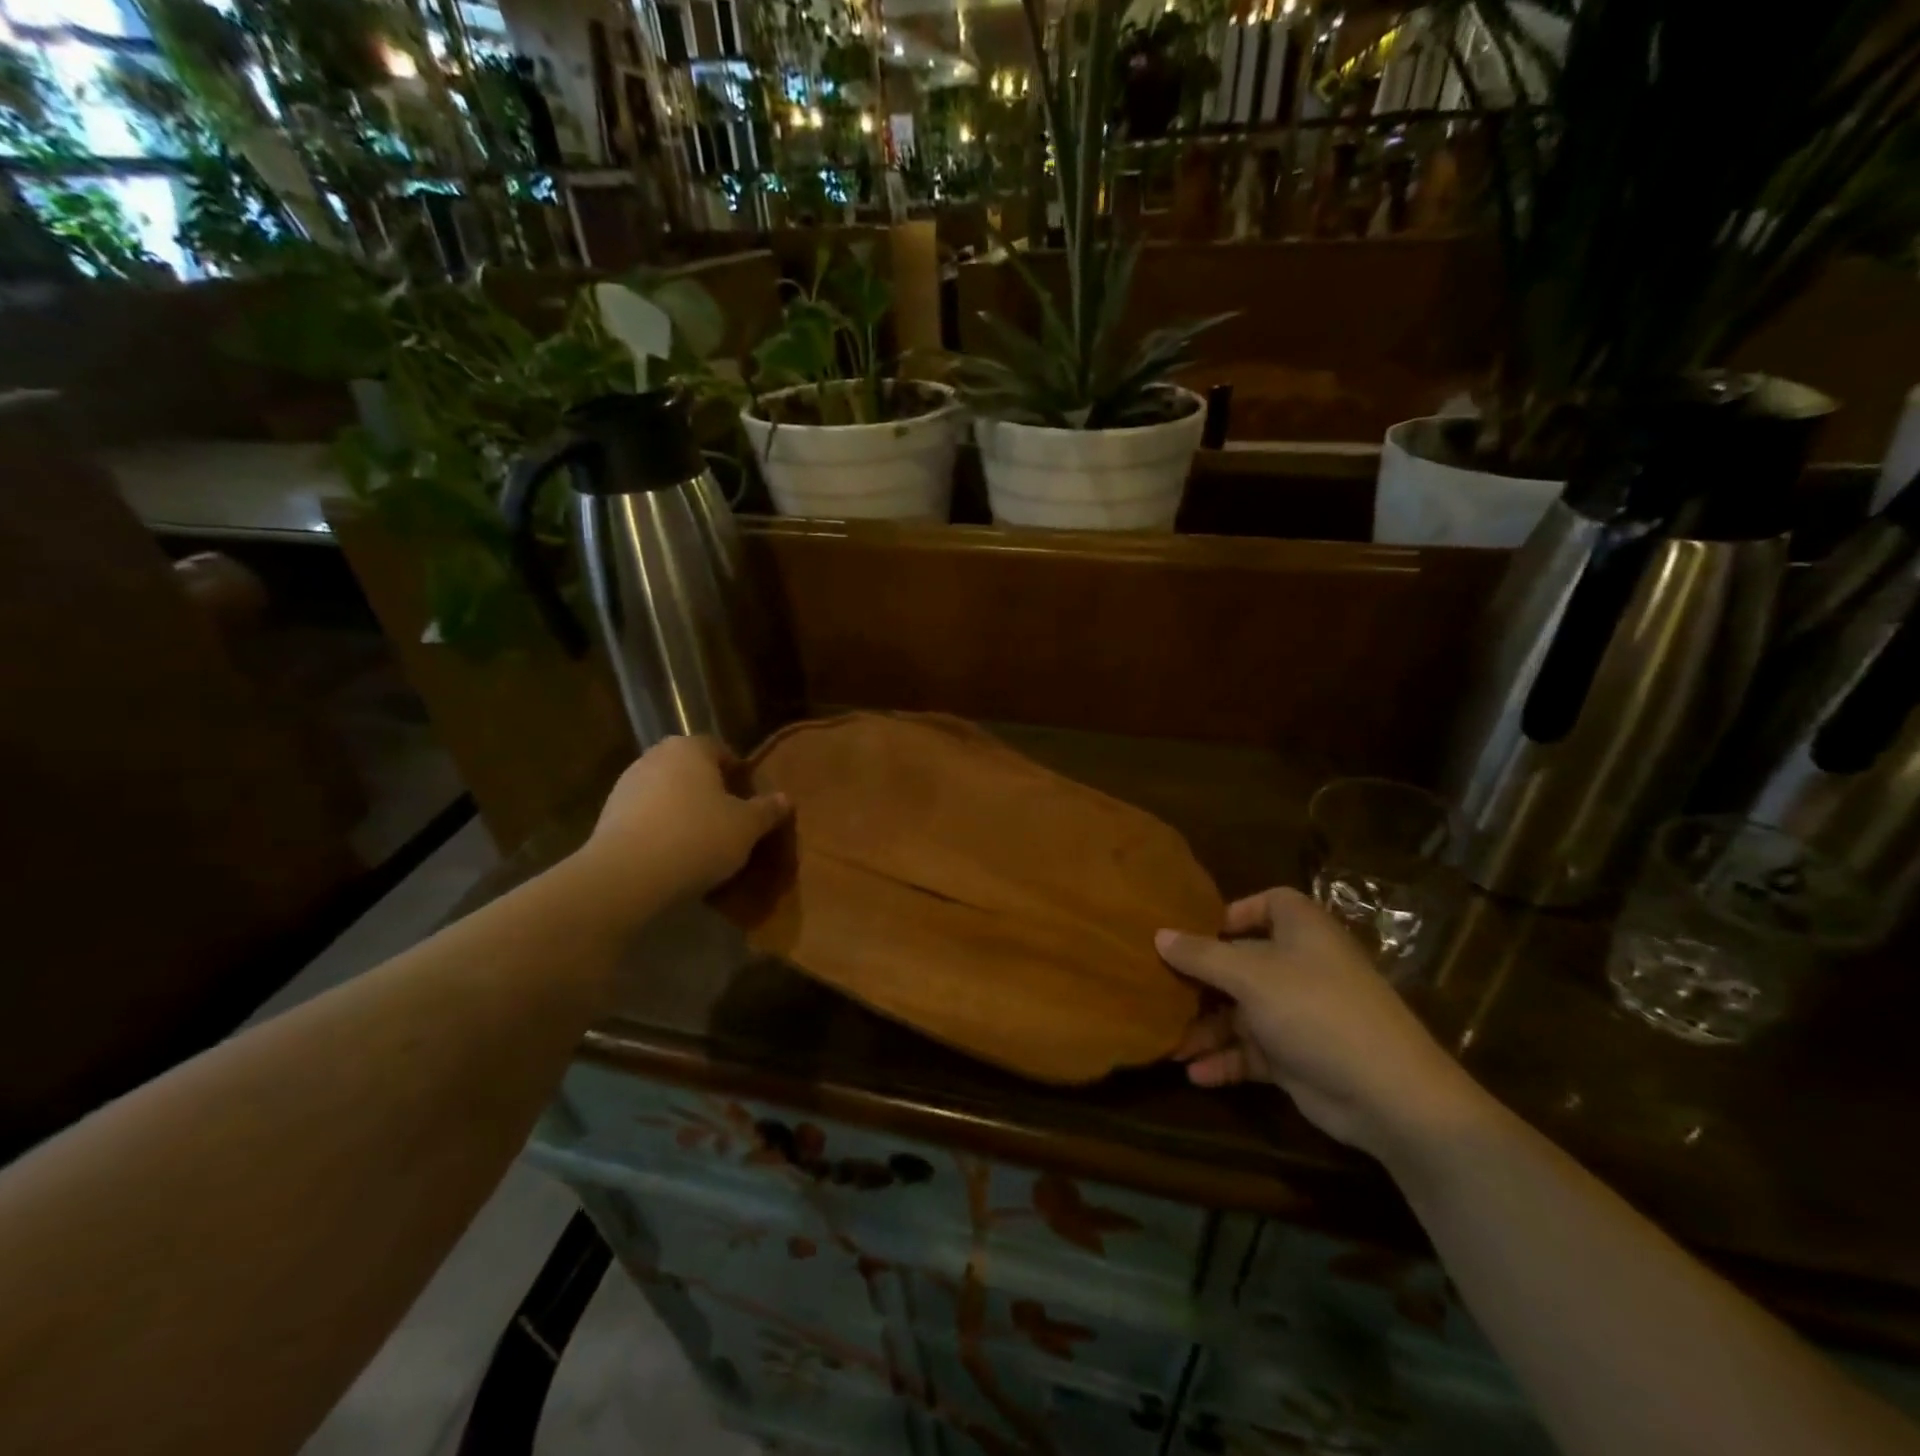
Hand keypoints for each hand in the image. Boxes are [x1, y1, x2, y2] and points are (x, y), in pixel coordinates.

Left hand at [579, 737, 789, 902]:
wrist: (626, 876)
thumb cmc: (697, 838)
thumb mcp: (746, 827)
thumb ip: (767, 810)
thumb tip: (785, 798)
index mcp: (689, 748)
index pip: (720, 749)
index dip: (738, 774)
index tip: (750, 801)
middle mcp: (655, 757)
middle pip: (691, 771)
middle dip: (710, 792)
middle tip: (730, 821)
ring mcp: (626, 786)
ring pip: (667, 794)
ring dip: (684, 812)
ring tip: (703, 844)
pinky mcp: (607, 817)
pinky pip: (647, 818)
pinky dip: (662, 830)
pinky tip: (674, 857)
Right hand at [1157, 888, 1488, 1161]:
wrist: (1387, 1094)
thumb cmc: (1316, 1010)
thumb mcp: (1250, 976)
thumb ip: (1201, 955)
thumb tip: (1158, 935)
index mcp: (1301, 931)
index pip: (1268, 904)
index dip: (1233, 912)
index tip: (1194, 930)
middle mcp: (1299, 965)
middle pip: (1241, 961)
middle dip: (1200, 979)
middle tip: (1158, 988)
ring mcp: (1298, 1012)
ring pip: (1241, 1011)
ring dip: (1206, 1028)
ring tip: (1168, 1045)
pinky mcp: (1296, 1055)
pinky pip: (1251, 1050)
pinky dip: (1225, 1060)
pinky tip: (1194, 1074)